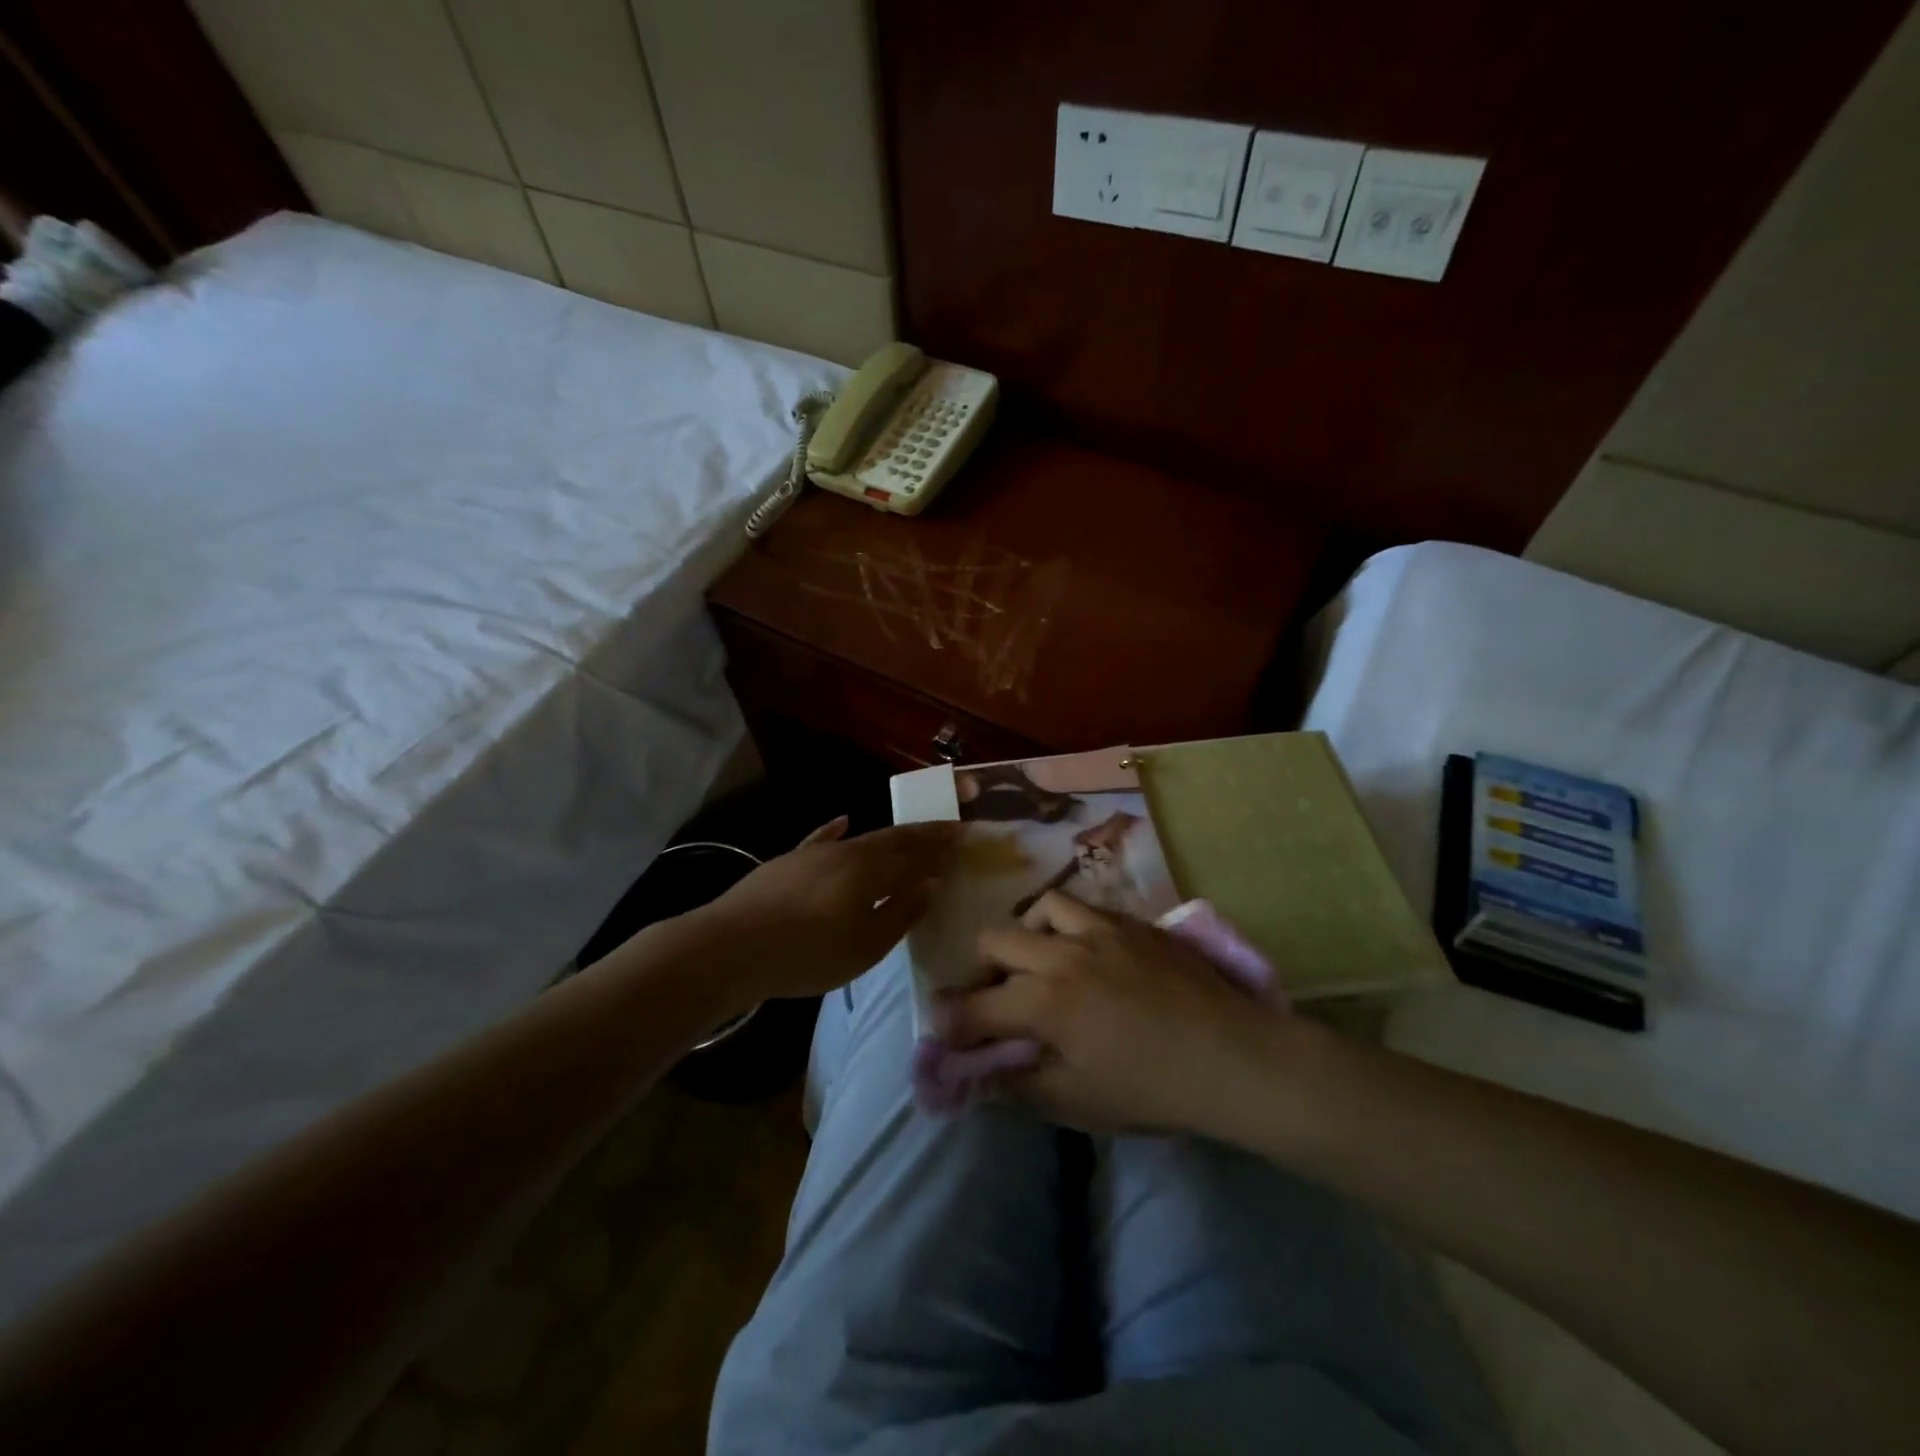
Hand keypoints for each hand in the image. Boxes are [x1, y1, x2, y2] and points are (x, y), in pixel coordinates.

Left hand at [690, 817, 960, 1002]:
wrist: (731, 947)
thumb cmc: (808, 953)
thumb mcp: (865, 945)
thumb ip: (900, 912)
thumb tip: (930, 883)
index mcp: (870, 870)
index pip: (915, 852)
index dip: (940, 844)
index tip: (964, 833)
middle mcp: (846, 851)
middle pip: (891, 838)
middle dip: (922, 834)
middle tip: (947, 828)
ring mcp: (814, 853)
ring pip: (861, 838)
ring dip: (889, 835)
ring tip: (908, 832)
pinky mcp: (788, 862)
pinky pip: (821, 839)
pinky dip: (836, 830)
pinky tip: (843, 820)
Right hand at [935, 891, 1306, 1135]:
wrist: (1233, 1057)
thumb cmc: (1153, 1089)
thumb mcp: (1079, 1103)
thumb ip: (1021, 1086)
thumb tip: (982, 1076)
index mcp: (1045, 1003)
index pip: (976, 1006)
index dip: (951, 1019)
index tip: (942, 1024)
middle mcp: (1062, 954)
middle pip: (995, 939)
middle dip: (980, 968)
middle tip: (994, 993)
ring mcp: (1100, 930)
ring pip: (1041, 908)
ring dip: (1028, 934)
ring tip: (1041, 959)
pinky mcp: (1132, 923)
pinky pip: (1085, 908)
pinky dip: (1069, 925)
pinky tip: (1087, 951)